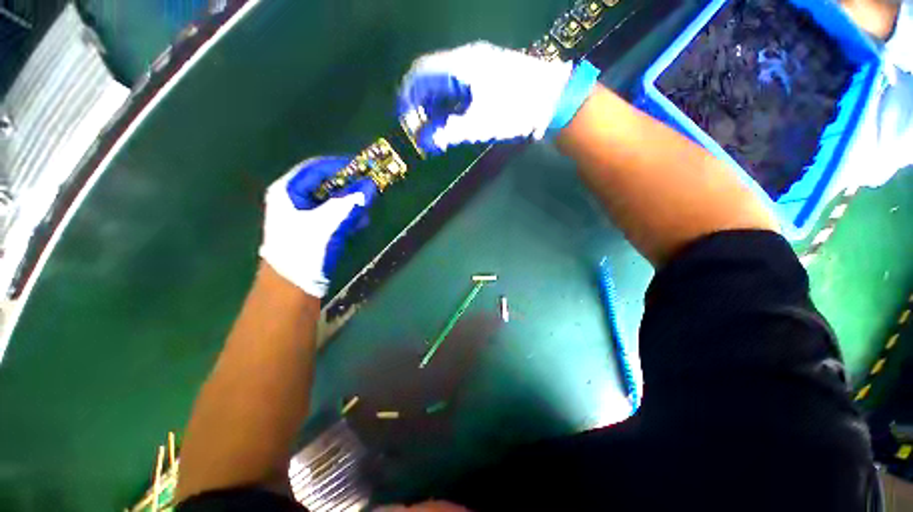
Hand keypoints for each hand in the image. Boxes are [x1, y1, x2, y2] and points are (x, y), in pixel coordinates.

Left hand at [259, 157, 376, 297]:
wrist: (291, 288)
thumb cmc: (305, 250)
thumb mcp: (329, 223)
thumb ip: (351, 203)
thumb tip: (372, 185)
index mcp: (288, 191)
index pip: (316, 168)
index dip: (341, 165)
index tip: (364, 166)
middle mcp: (292, 199)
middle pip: (324, 184)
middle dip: (348, 185)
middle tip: (369, 186)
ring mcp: (301, 215)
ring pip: (330, 200)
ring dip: (349, 202)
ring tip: (367, 206)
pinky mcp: (311, 230)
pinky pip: (332, 214)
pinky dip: (346, 215)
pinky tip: (360, 221)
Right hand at [398, 41, 600, 153]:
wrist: (552, 99)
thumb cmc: (514, 109)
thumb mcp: (479, 124)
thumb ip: (450, 132)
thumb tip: (427, 141)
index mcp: (460, 65)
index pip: (421, 72)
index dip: (408, 94)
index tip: (405, 116)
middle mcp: (467, 59)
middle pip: (433, 76)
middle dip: (422, 102)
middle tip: (422, 127)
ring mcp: (480, 65)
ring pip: (448, 82)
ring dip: (438, 104)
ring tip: (437, 127)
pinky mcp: (490, 74)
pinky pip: (462, 85)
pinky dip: (452, 102)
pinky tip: (455, 118)